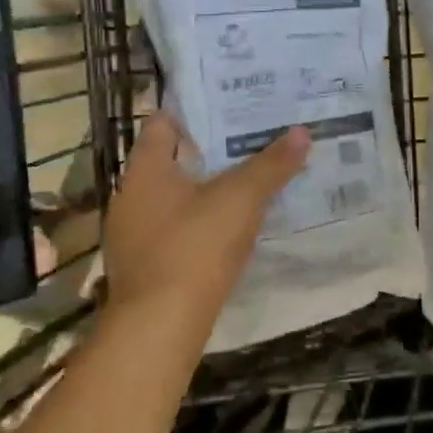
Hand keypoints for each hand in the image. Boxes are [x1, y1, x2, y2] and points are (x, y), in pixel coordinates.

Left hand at [101, 115, 310, 323]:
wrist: (159, 327)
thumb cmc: (194, 247)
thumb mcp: (241, 199)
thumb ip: (271, 165)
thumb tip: (302, 131)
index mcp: (144, 169)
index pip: (163, 123)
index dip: (194, 111)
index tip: (228, 106)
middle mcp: (130, 196)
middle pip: (168, 160)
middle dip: (206, 151)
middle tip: (247, 140)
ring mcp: (131, 234)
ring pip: (170, 198)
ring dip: (201, 189)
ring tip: (243, 182)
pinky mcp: (142, 266)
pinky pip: (171, 230)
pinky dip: (195, 223)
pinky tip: (224, 230)